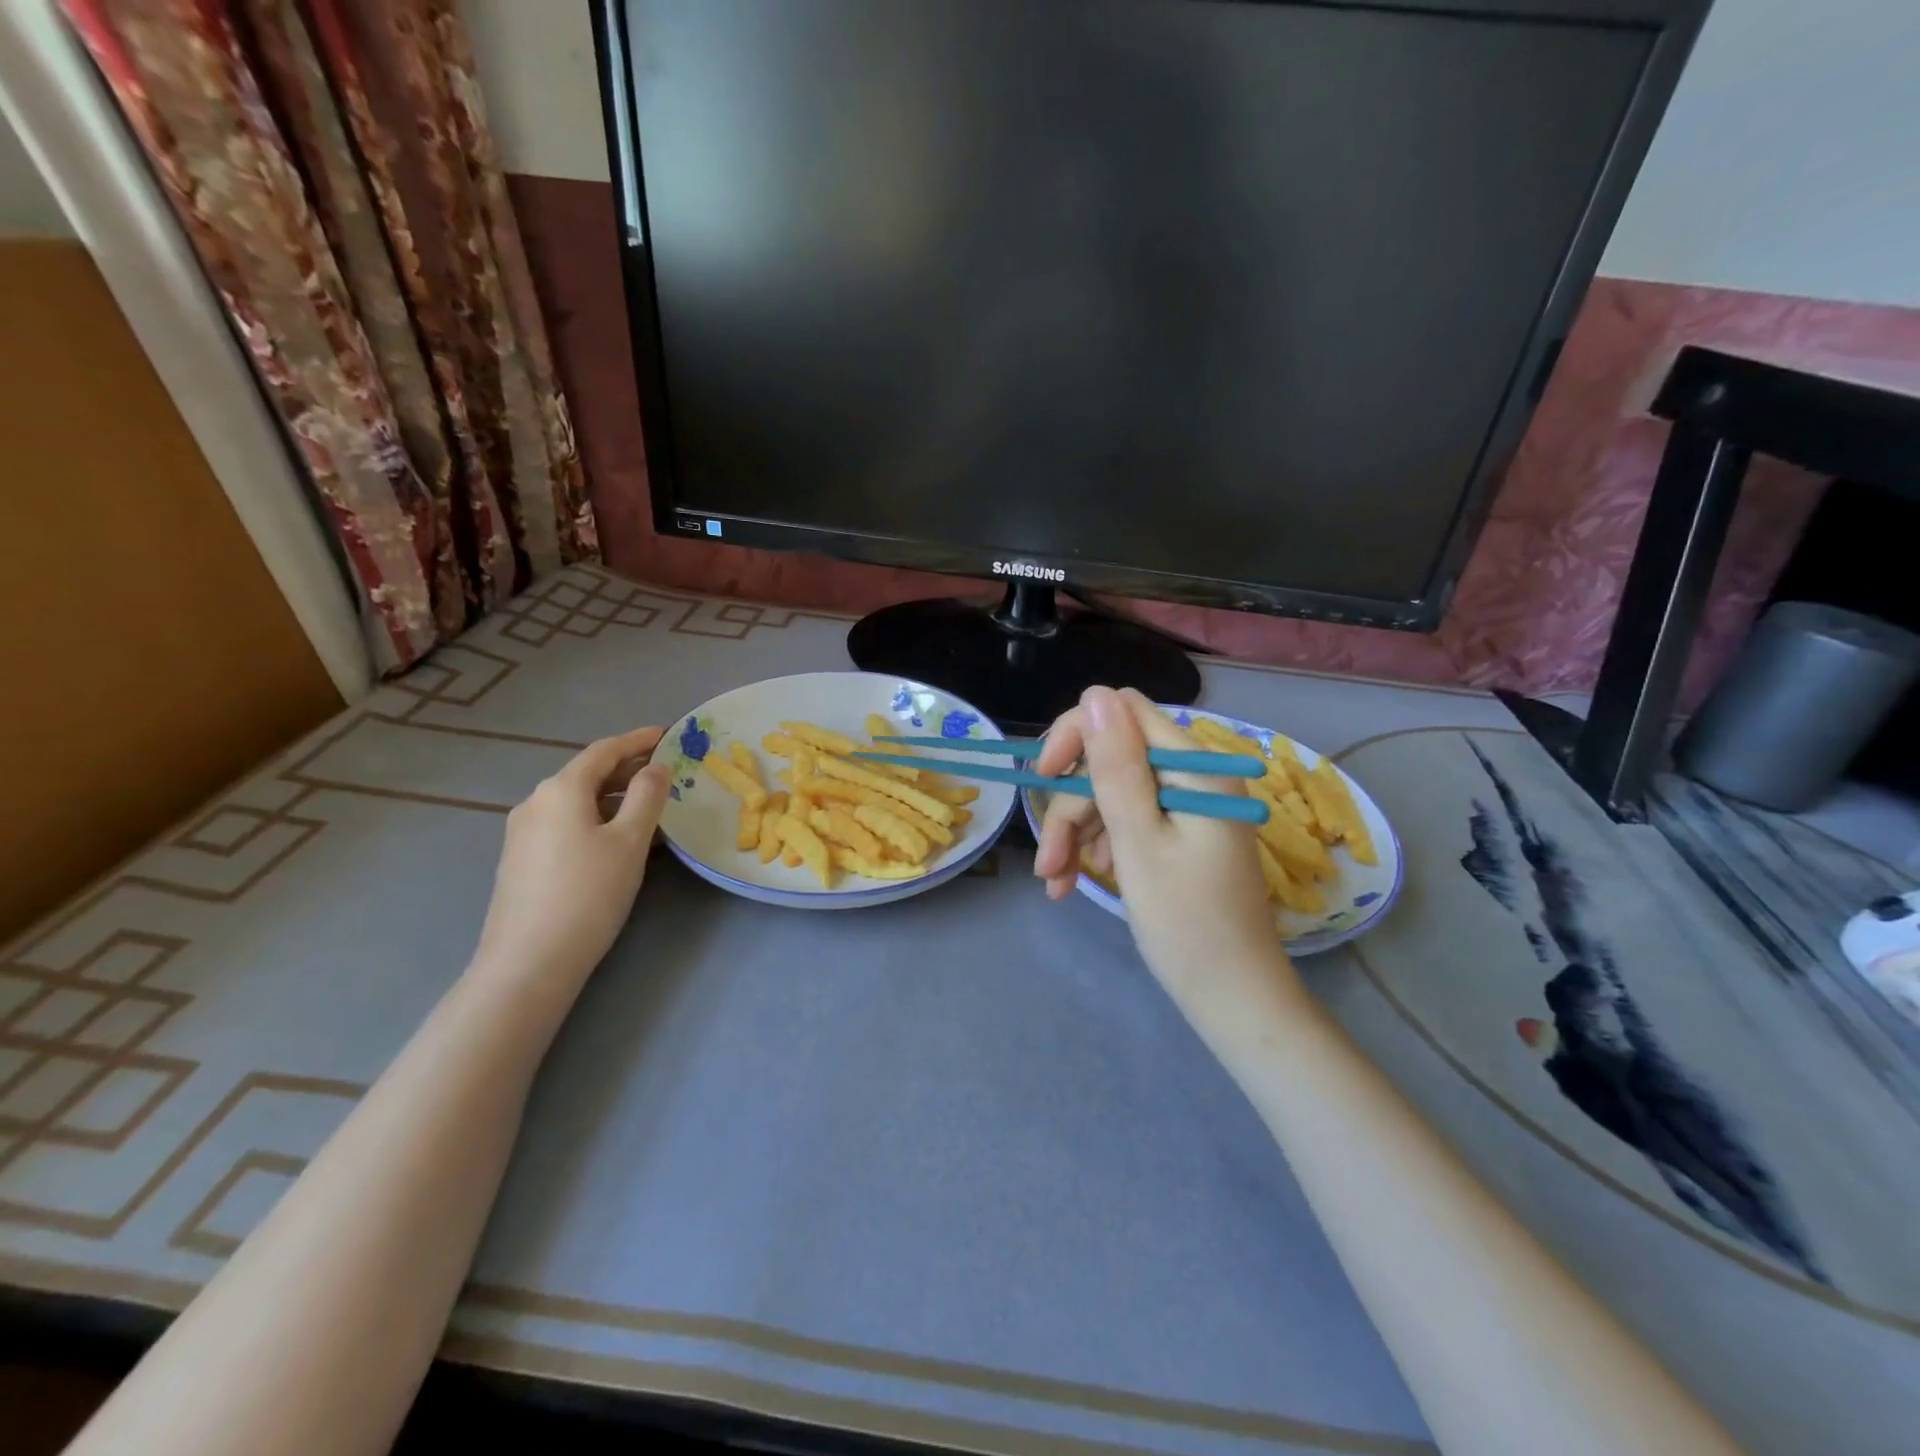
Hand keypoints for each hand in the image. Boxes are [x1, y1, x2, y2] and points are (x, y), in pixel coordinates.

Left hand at [472, 726, 670, 989]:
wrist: (528, 962)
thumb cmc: (588, 894)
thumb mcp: (629, 842)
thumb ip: (646, 797)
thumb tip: (655, 767)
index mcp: (560, 789)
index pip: (604, 751)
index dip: (637, 740)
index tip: (666, 734)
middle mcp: (535, 802)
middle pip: (587, 774)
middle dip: (626, 768)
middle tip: (664, 771)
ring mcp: (523, 833)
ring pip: (576, 801)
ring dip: (612, 796)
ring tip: (648, 806)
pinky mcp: (521, 860)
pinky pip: (565, 824)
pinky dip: (595, 818)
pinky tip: (615, 839)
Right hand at [1033, 688, 1291, 1001]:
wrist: (1232, 997)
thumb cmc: (1186, 924)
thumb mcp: (1139, 842)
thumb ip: (1116, 767)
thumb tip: (1095, 694)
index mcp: (1196, 768)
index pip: (1124, 712)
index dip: (1077, 736)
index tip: (1044, 778)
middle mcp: (1194, 775)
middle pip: (1110, 759)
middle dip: (1071, 805)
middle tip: (1049, 863)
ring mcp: (1186, 805)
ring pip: (1110, 792)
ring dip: (1076, 832)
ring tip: (1058, 883)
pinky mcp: (1178, 831)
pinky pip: (1126, 819)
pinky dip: (1097, 845)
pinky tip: (1081, 881)